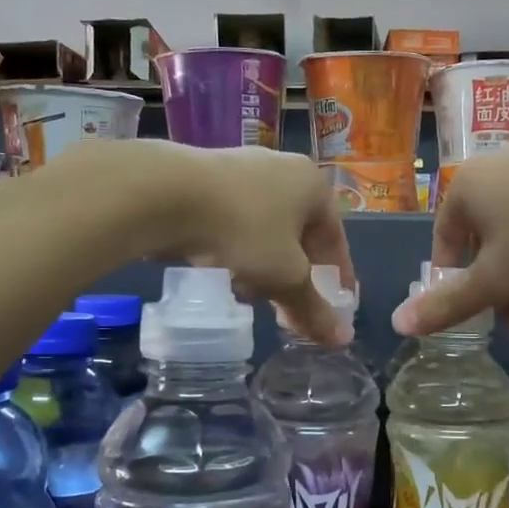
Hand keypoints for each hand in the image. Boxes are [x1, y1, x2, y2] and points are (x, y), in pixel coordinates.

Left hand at [124, 142, 354, 345]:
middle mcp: (283, 169)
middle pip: (299, 234)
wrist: (165, 193)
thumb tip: (342, 340)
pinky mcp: (207, 176)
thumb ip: (313, 308)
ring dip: (264, 264)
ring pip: (265, 229)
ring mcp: (243, 167)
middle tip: (288, 308)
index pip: (335, 239)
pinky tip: (222, 270)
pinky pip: (235, 220)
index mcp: (313, 185)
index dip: (338, 278)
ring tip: (250, 294)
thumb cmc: (242, 230)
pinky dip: (236, 248)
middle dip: (295, 275)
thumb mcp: (284, 276)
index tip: (335, 307)